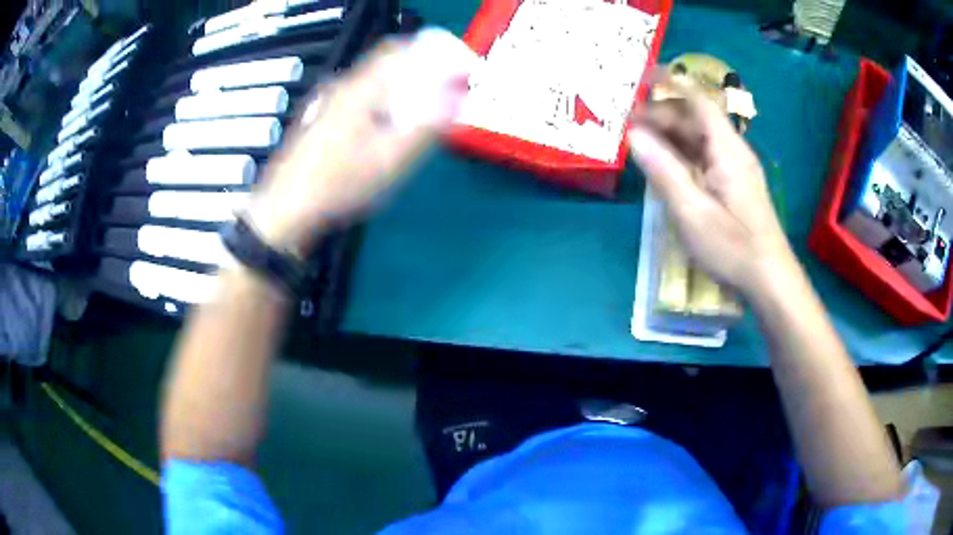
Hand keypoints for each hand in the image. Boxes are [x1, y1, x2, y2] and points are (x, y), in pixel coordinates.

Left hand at [246, 31, 472, 256]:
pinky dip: (382, 106)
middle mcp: (341, 88)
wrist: (285, 212)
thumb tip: (455, 101)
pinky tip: (384, 133)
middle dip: (420, 77)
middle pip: (387, 67)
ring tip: (417, 119)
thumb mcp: (390, 161)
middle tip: (441, 100)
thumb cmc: (338, 186)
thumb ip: (426, 127)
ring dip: (401, 93)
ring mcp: (327, 104)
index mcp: (359, 89)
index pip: (400, 50)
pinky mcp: (321, 120)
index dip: (433, 55)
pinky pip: (360, 101)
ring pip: (373, 85)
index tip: (454, 72)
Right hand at [628, 76, 794, 297]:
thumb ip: (663, 170)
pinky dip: (681, 154)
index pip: (699, 100)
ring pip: (699, 139)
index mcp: (727, 149)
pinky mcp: (733, 184)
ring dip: (669, 135)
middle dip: (662, 114)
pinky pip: (703, 157)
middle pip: (695, 119)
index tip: (641, 74)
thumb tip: (634, 136)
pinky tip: (663, 164)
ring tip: (637, 139)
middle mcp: (732, 151)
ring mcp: (734, 168)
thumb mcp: (692, 211)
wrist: (769, 278)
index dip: (671, 83)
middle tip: (626, 121)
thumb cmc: (733, 246)